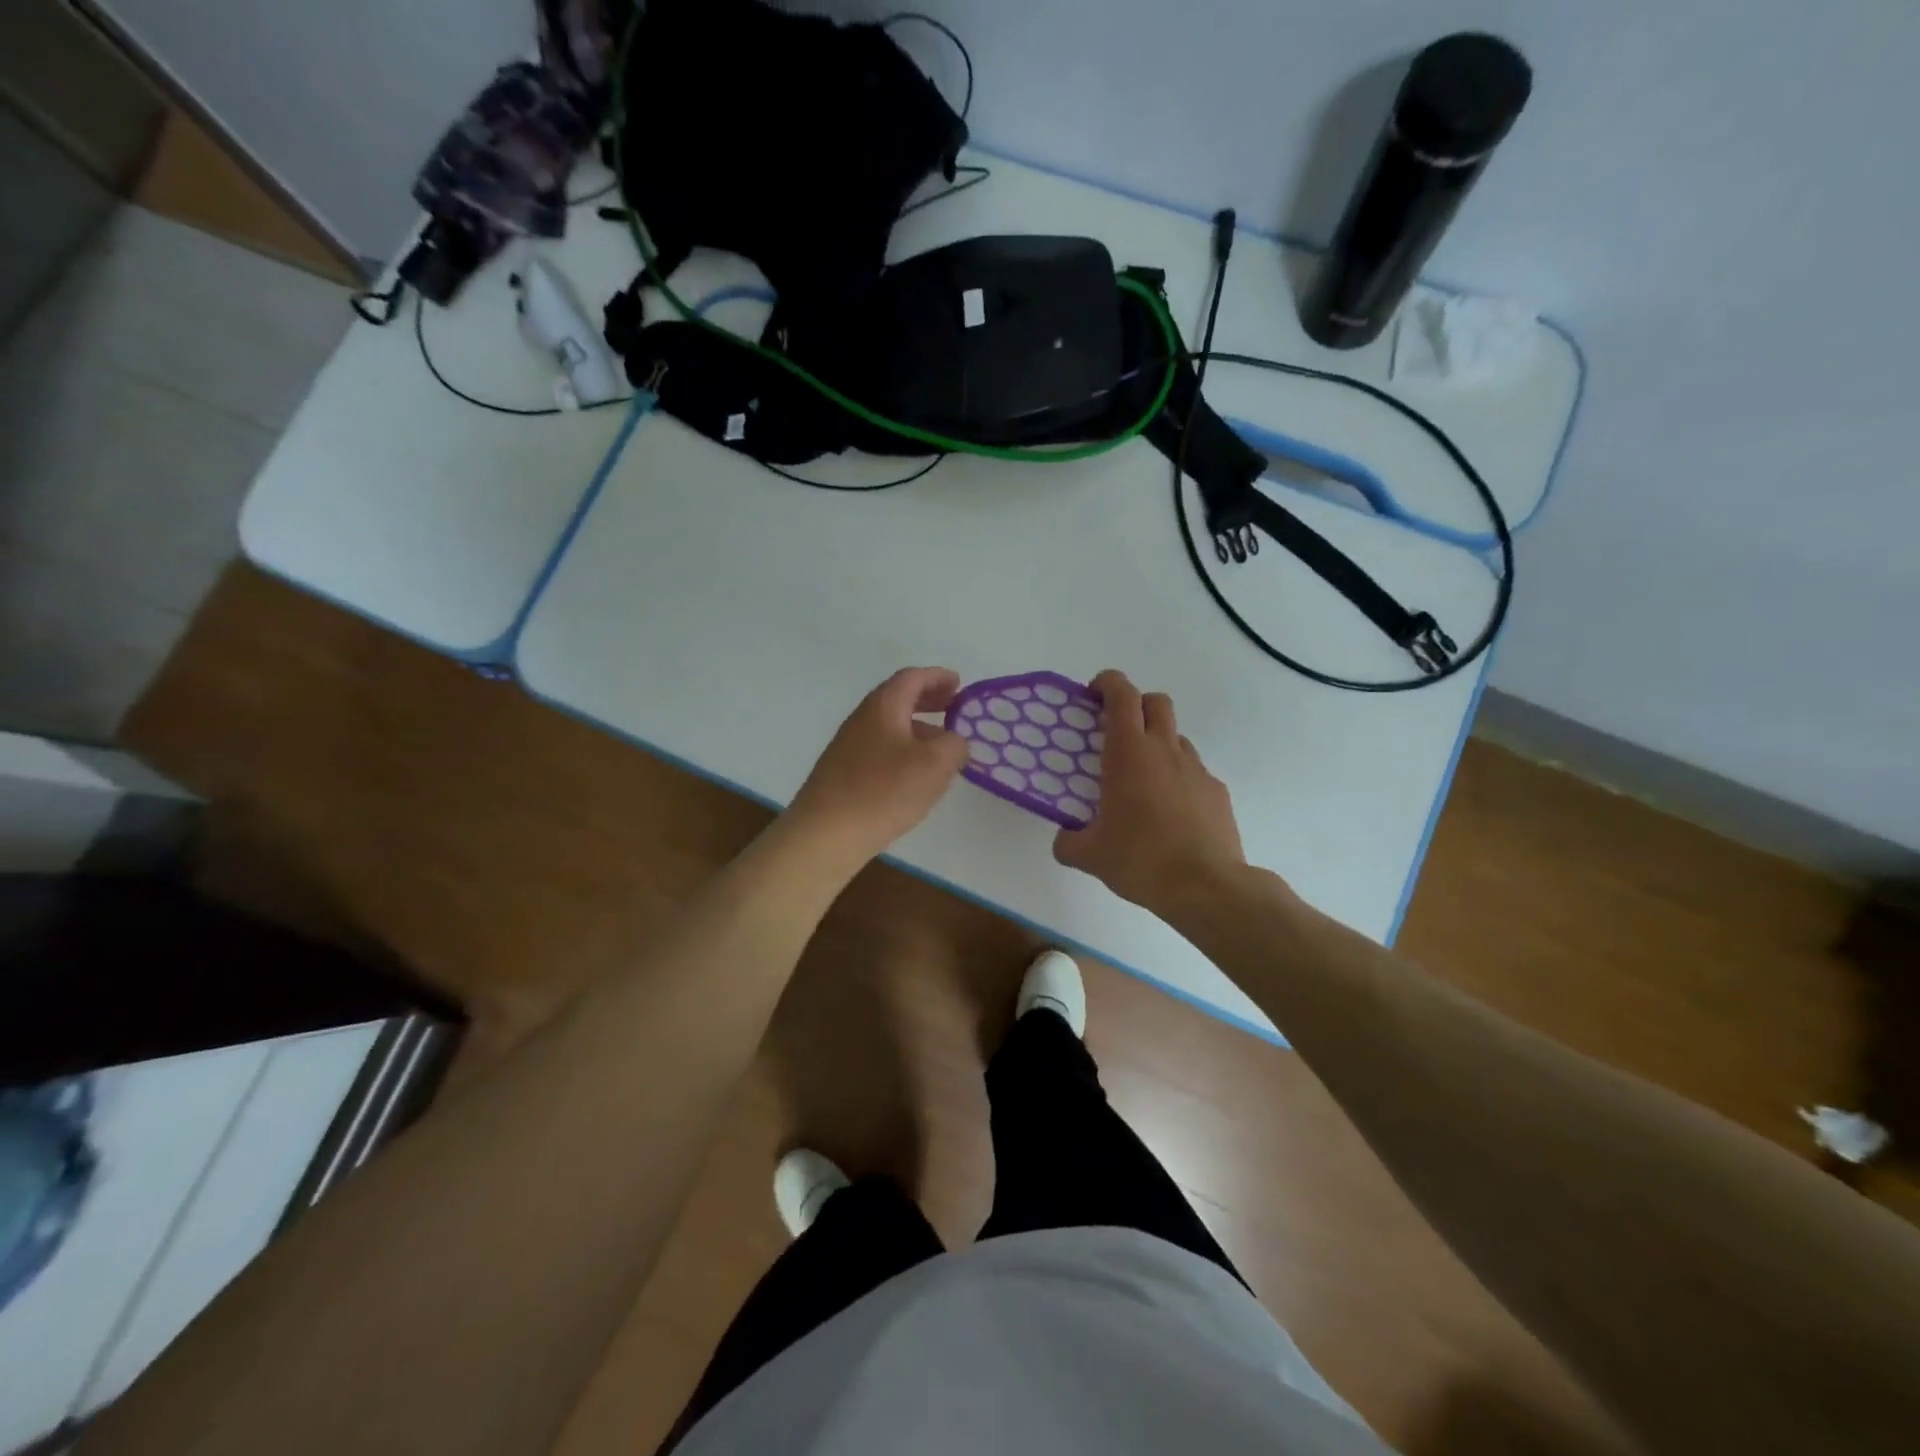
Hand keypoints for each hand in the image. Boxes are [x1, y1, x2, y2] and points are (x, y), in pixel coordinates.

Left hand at [785, 667, 969, 863]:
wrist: (825, 834)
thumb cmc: (883, 791)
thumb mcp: (935, 764)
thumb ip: (954, 745)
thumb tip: (954, 742)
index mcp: (883, 706)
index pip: (912, 678)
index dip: (937, 677)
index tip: (959, 684)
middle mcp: (862, 720)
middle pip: (898, 699)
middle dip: (928, 701)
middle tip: (953, 709)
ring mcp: (848, 748)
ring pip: (889, 727)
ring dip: (917, 730)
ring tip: (942, 749)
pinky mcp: (843, 774)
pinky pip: (880, 751)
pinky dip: (903, 752)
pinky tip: (914, 777)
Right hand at [1053, 669, 1245, 914]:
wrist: (1205, 886)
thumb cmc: (1140, 860)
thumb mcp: (1090, 855)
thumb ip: (1068, 842)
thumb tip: (1064, 840)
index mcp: (1129, 753)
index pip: (1121, 694)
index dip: (1107, 683)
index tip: (1093, 694)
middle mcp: (1165, 750)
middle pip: (1156, 702)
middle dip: (1136, 704)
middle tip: (1117, 731)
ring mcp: (1196, 769)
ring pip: (1176, 737)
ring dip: (1157, 744)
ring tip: (1141, 780)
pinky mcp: (1216, 792)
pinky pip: (1193, 772)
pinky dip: (1177, 779)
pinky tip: (1169, 813)